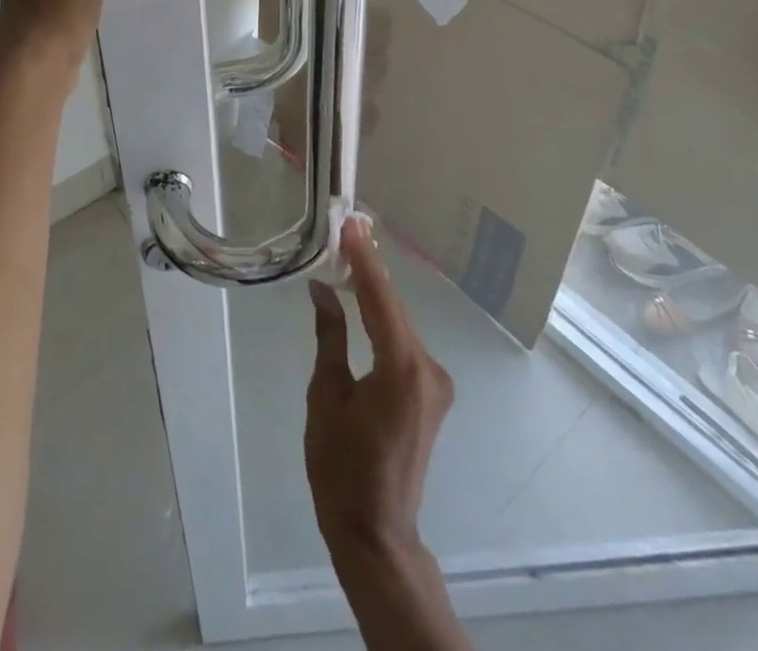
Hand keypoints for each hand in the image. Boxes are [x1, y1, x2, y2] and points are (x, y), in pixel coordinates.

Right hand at [305, 217, 453, 561]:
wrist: (376, 534)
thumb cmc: (341, 470)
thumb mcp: (326, 397)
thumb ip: (330, 337)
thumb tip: (322, 289)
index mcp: (402, 368)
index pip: (380, 299)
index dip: (364, 259)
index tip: (351, 223)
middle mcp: (428, 368)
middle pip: (393, 308)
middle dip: (369, 271)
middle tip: (347, 231)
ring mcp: (435, 382)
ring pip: (399, 325)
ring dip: (375, 296)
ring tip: (350, 256)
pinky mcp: (432, 393)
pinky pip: (403, 344)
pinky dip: (383, 321)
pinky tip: (365, 301)